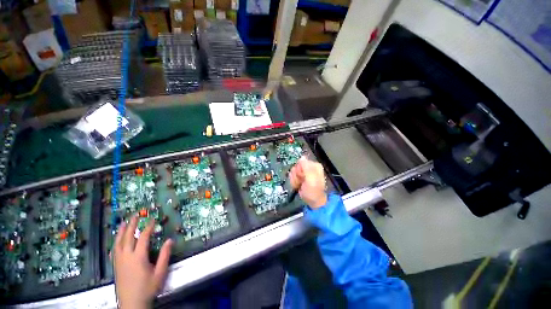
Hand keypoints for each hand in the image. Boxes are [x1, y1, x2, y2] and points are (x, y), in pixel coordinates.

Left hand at [114, 216, 172, 308]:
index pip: (143, 237)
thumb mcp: (160, 273)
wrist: (132, 303)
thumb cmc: (147, 288)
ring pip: (118, 243)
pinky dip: (116, 242)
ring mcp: (119, 262)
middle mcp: (126, 257)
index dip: (148, 227)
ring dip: (121, 232)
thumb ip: (164, 256)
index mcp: (138, 257)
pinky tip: (117, 240)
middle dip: (132, 225)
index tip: (152, 220)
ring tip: (123, 223)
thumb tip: (170, 240)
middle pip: (128, 237)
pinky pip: (114, 251)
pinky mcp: (115, 267)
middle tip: (135, 215)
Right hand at [289, 157, 326, 208]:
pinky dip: (294, 182)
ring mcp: (304, 173)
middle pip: (296, 166)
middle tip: (301, 182)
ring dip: (295, 180)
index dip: (300, 169)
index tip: (302, 176)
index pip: (301, 162)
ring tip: (300, 185)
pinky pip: (292, 176)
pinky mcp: (300, 177)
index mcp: (314, 165)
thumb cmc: (313, 191)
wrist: (313, 202)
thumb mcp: (311, 179)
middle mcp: (309, 167)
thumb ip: (306, 168)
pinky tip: (298, 186)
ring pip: (293, 172)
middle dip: (296, 175)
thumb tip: (302, 157)